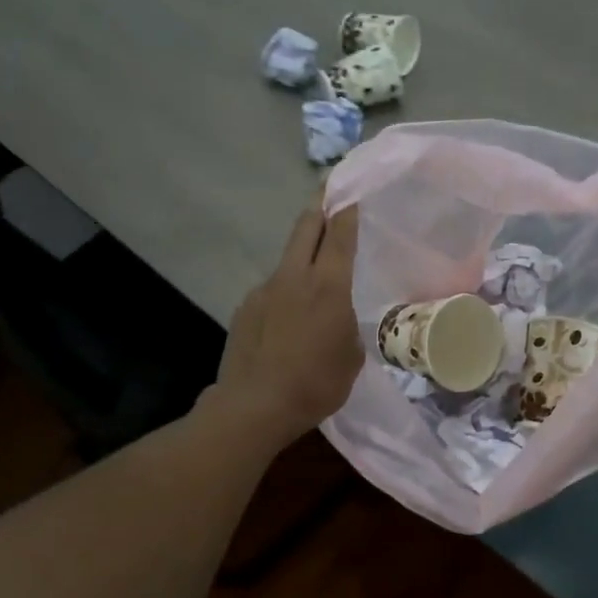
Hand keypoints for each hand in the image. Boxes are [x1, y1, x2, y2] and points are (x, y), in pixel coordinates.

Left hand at [214, 202, 362, 444]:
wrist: (255, 406)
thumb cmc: (316, 383)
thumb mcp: (352, 357)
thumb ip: (347, 327)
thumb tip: (337, 320)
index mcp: (328, 286)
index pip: (339, 235)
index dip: (346, 210)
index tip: (350, 192)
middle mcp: (293, 277)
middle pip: (305, 228)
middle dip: (319, 207)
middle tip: (328, 192)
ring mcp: (264, 290)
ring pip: (288, 261)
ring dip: (302, 258)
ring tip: (313, 279)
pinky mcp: (245, 309)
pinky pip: (272, 292)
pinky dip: (284, 295)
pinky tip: (288, 322)